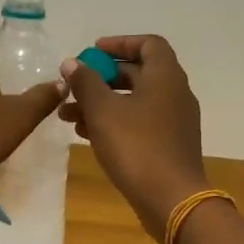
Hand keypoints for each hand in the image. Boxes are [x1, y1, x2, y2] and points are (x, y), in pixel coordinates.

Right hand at [58, 35, 208, 236]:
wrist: (172, 200)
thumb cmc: (137, 147)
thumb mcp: (103, 111)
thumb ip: (85, 82)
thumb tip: (71, 63)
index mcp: (165, 77)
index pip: (148, 44)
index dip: (119, 43)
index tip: (92, 52)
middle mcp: (174, 94)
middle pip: (137, 73)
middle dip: (101, 78)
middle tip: (73, 86)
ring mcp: (174, 121)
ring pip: (134, 101)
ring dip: (102, 103)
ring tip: (68, 116)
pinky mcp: (168, 145)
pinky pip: (138, 122)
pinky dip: (114, 122)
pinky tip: (87, 135)